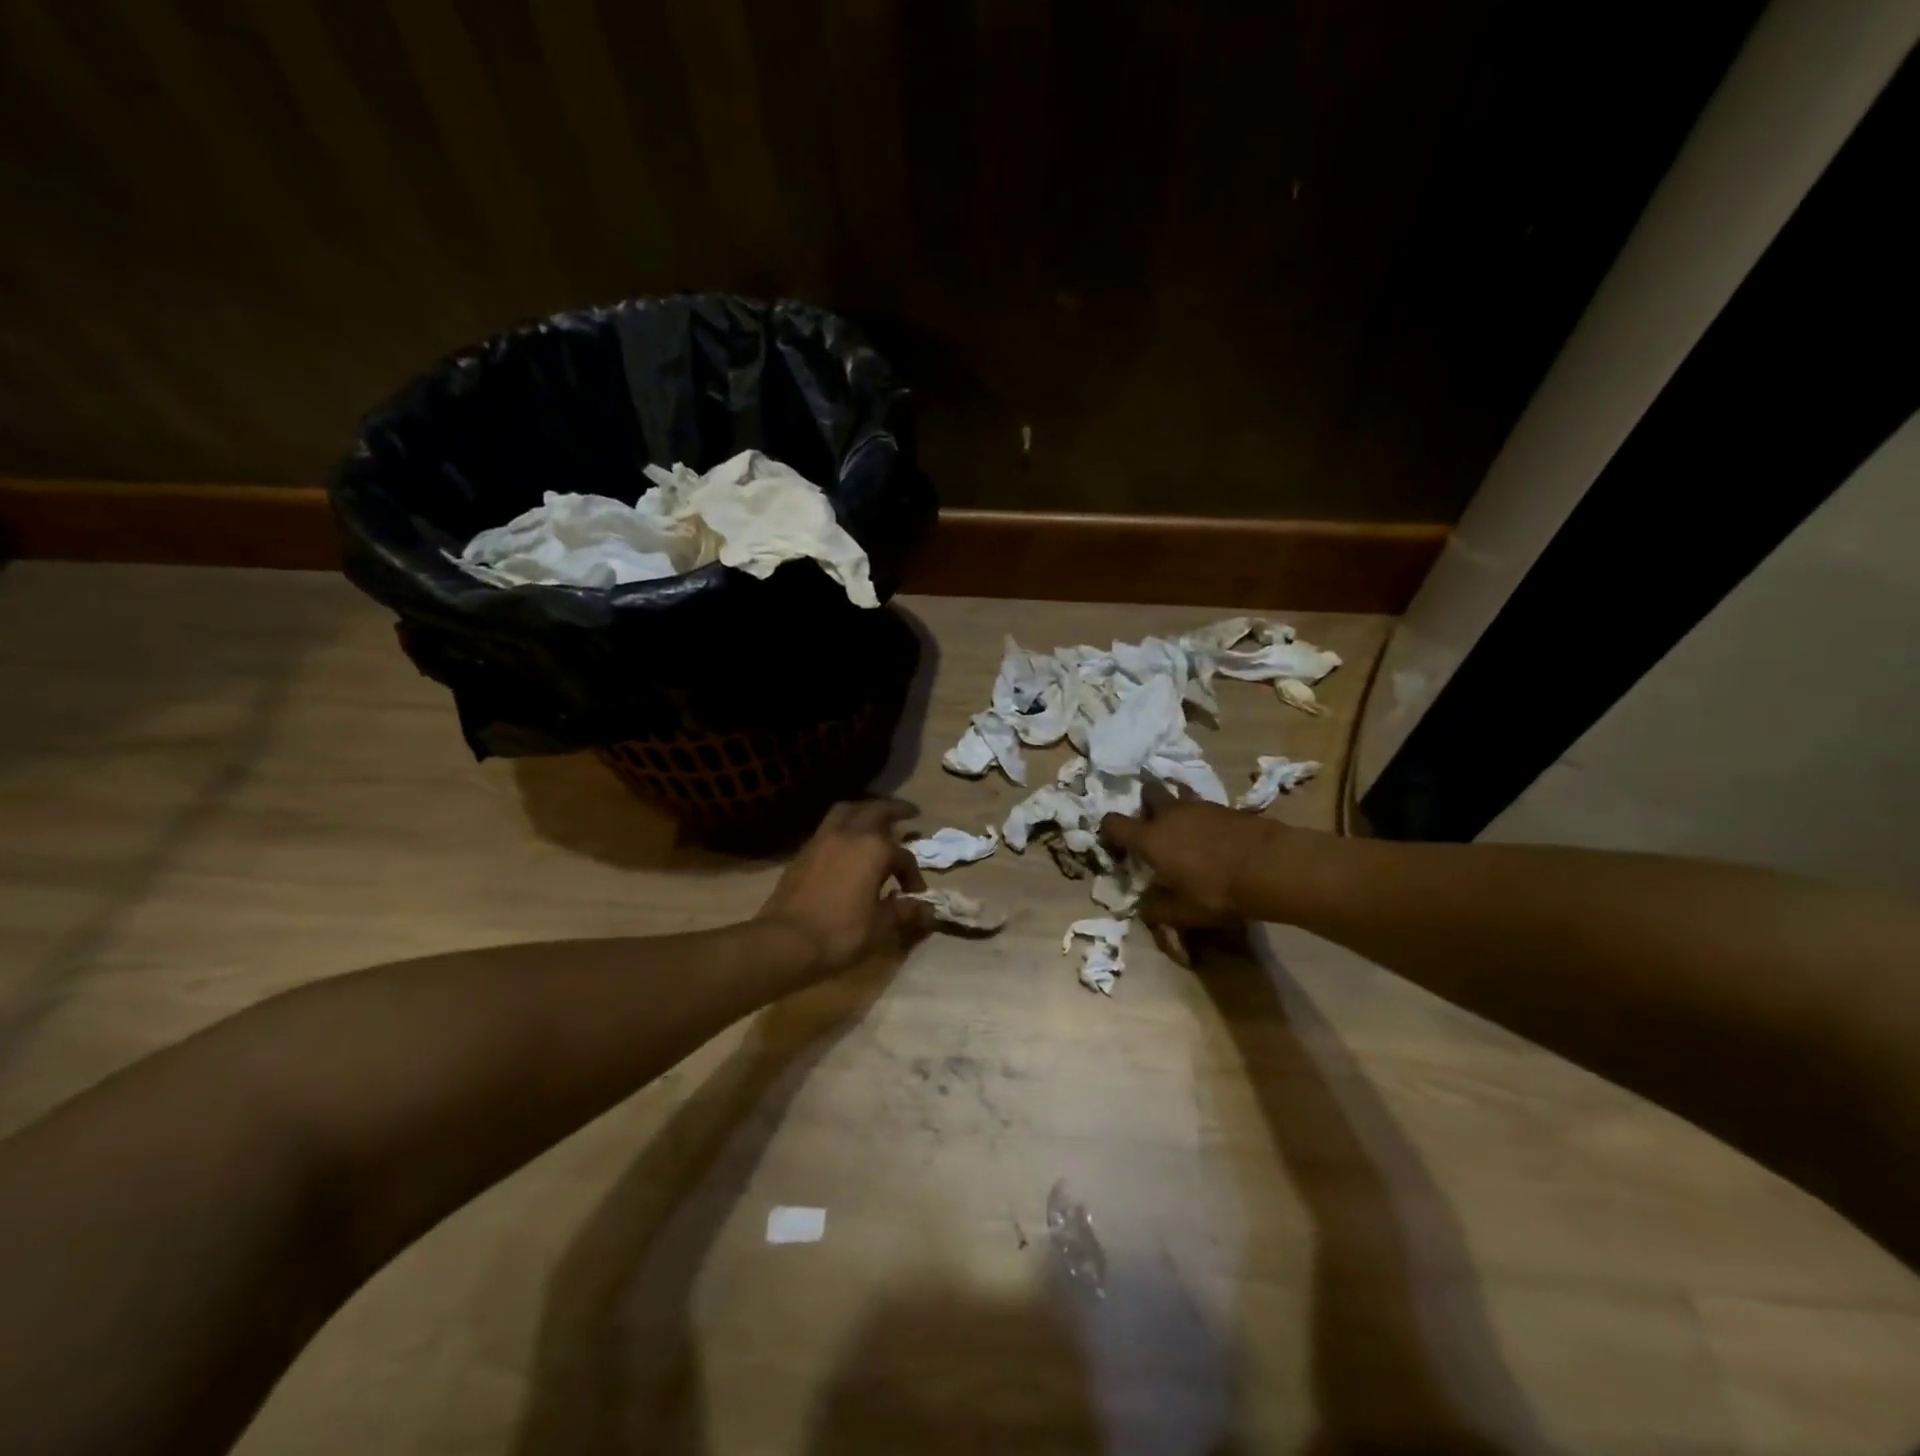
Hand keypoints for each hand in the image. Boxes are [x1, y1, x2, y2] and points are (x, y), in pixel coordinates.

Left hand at [756, 800, 934, 976]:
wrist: (786, 940)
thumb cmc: (840, 932)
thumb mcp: (879, 926)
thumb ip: (904, 912)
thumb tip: (926, 909)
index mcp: (874, 850)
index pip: (903, 856)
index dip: (913, 874)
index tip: (914, 893)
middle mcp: (850, 834)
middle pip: (877, 810)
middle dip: (896, 810)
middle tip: (910, 813)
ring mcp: (823, 838)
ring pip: (848, 810)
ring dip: (865, 810)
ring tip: (875, 818)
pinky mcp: (804, 850)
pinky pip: (829, 825)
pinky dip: (844, 824)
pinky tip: (847, 841)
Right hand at [1100, 783, 1281, 925]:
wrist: (1271, 867)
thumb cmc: (1218, 891)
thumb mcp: (1184, 912)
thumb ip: (1159, 909)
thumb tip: (1144, 908)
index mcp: (1151, 838)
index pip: (1114, 823)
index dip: (1108, 831)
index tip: (1114, 845)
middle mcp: (1170, 815)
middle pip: (1148, 792)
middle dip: (1146, 804)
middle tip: (1153, 826)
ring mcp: (1200, 807)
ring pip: (1179, 795)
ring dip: (1177, 807)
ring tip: (1185, 829)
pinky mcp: (1227, 807)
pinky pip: (1205, 806)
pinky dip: (1203, 817)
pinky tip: (1214, 836)